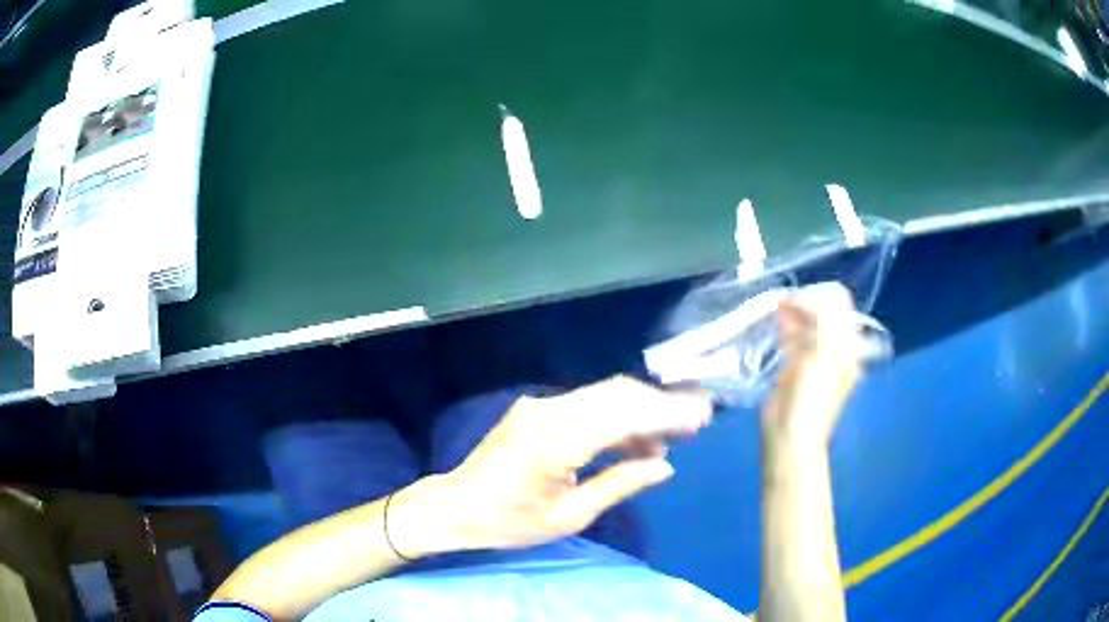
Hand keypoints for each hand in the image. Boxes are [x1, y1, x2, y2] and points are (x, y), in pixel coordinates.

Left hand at [427, 376, 711, 551]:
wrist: (457, 506)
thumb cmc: (511, 522)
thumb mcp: (570, 516)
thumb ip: (620, 484)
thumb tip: (664, 466)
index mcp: (556, 439)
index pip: (624, 414)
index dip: (667, 412)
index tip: (702, 414)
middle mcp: (549, 411)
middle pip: (618, 394)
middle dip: (662, 403)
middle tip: (698, 416)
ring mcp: (541, 405)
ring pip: (605, 395)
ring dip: (642, 410)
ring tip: (672, 437)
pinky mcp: (538, 410)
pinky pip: (588, 405)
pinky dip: (617, 417)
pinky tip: (636, 440)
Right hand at [762, 283, 866, 452]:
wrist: (791, 434)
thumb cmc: (813, 396)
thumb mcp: (824, 352)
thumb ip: (821, 319)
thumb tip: (803, 296)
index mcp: (846, 345)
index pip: (839, 305)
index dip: (821, 295)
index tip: (800, 295)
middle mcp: (832, 347)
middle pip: (821, 312)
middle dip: (805, 301)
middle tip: (784, 299)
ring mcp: (812, 357)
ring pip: (804, 324)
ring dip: (792, 312)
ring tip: (776, 305)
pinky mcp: (792, 366)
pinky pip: (790, 338)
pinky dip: (783, 326)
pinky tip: (773, 319)